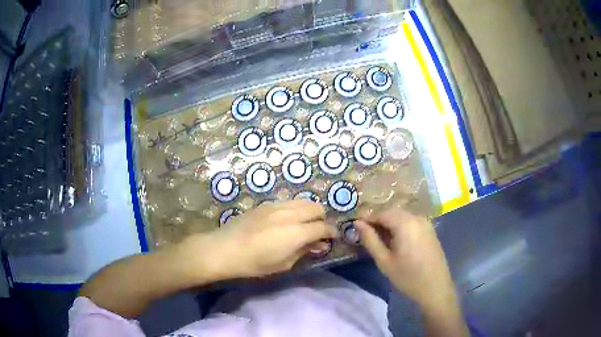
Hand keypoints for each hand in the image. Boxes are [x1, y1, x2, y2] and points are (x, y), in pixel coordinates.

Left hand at [180, 200, 335, 279]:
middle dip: (321, 219)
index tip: (332, 238)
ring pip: (303, 201)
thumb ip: (304, 251)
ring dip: (309, 211)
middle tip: (316, 232)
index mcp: (297, 232)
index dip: (331, 232)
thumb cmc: (255, 263)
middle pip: (316, 207)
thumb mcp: (283, 264)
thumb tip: (319, 244)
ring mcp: (277, 206)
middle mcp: (290, 214)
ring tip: (303, 224)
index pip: (323, 227)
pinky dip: (295, 209)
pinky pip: (288, 202)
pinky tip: (286, 220)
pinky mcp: (266, 204)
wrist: (225, 249)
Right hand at [354, 206, 457, 311]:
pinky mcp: (430, 230)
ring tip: (380, 240)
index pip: (381, 214)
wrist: (435, 287)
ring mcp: (426, 223)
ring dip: (389, 224)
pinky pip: (411, 222)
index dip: (367, 219)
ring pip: (402, 217)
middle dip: (378, 221)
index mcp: (405, 223)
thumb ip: (370, 240)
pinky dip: (401, 227)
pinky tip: (396, 241)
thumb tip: (357, 224)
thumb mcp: (384, 260)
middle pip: (392, 213)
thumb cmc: (407, 276)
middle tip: (366, 235)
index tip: (355, 228)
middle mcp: (417, 217)